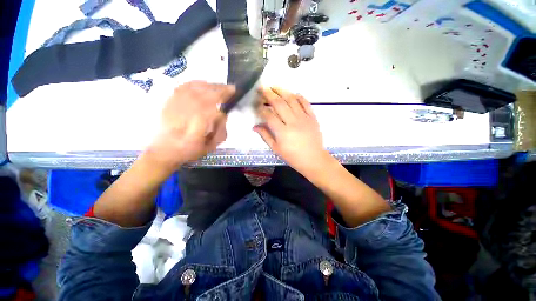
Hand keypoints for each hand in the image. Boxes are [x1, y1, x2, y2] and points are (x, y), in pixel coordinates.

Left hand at [146, 81, 234, 170]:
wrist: (164, 151)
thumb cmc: (190, 151)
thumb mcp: (210, 147)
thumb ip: (220, 132)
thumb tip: (224, 114)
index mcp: (194, 133)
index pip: (209, 112)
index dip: (221, 102)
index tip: (232, 97)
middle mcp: (182, 119)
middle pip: (202, 98)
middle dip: (219, 91)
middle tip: (231, 89)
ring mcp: (173, 109)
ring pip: (193, 91)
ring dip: (209, 86)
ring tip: (221, 86)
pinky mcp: (169, 103)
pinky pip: (182, 88)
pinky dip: (195, 83)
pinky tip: (205, 83)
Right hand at [254, 87, 329, 174]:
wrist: (313, 159)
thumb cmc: (293, 157)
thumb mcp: (276, 149)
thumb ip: (265, 136)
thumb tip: (254, 126)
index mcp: (282, 132)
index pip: (268, 115)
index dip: (261, 108)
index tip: (256, 104)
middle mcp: (292, 122)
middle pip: (279, 104)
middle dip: (269, 94)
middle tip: (262, 88)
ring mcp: (304, 118)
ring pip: (292, 100)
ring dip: (282, 91)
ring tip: (274, 86)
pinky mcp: (312, 117)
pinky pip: (305, 103)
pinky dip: (299, 97)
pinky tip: (293, 94)